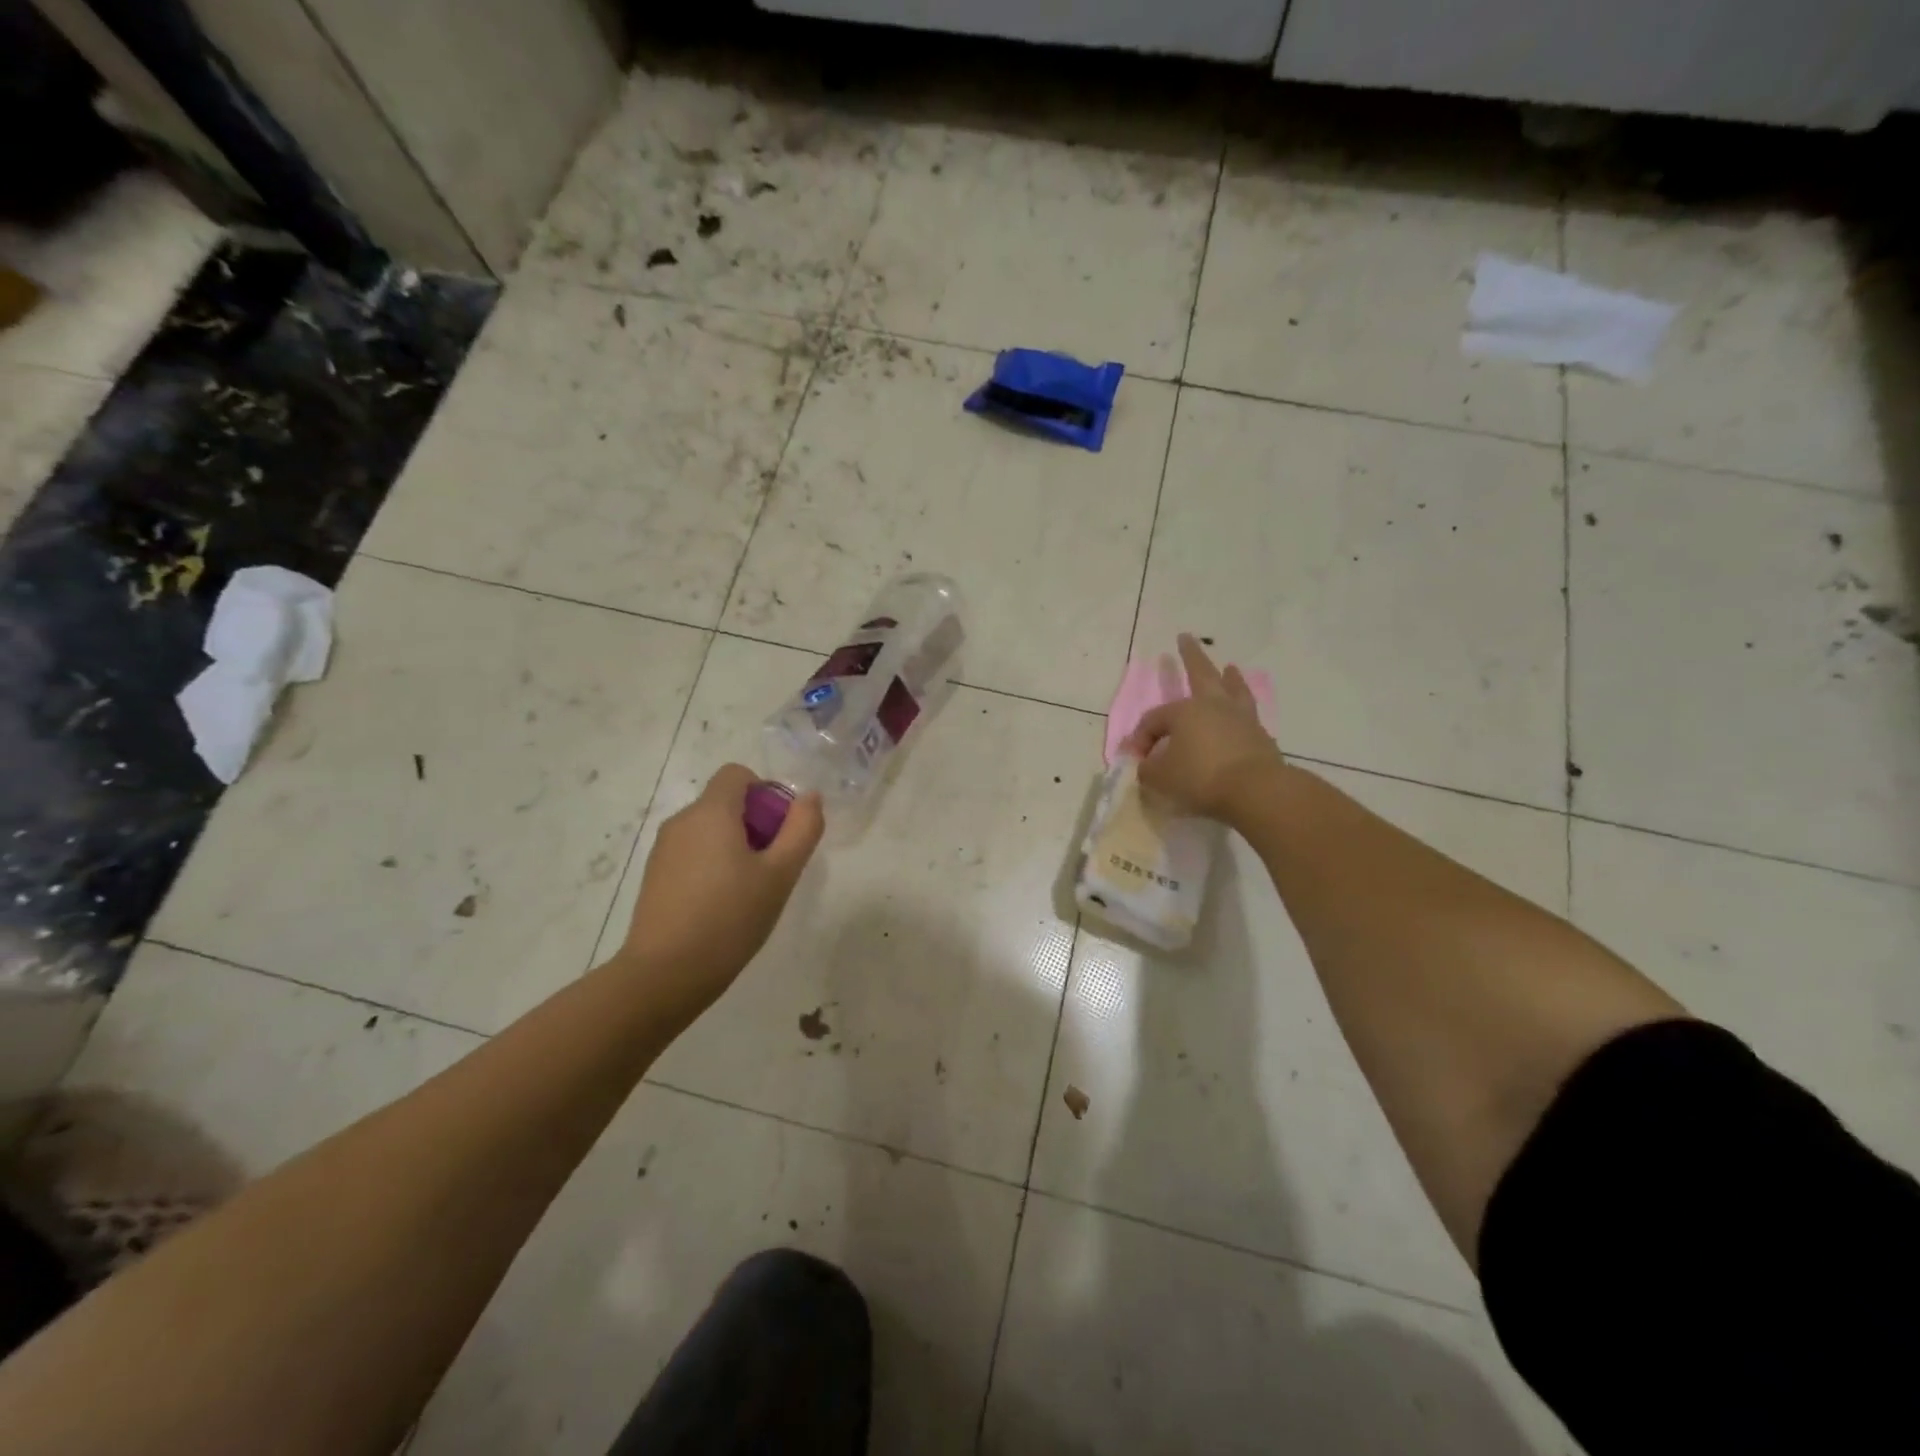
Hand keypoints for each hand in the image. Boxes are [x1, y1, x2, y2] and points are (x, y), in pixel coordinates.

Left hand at [615, 763, 823, 1023]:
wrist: (665, 974)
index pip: (737, 774)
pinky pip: (692, 854)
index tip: (780, 830)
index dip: (765, 792)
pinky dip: (712, 866)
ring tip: (750, 892)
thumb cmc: (730, 918)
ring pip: (709, 830)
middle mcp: (682, 821)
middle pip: (725, 802)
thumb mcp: (780, 875)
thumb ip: (802, 829)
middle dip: (755, 823)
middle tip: (773, 867)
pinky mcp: (655, 877)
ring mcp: (663, 850)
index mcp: (711, 812)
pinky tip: (722, 907)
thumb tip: (810, 797)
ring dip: (734, 846)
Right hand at [1122, 635, 1285, 827]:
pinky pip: (1247, 714)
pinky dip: (1242, 707)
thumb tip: (1147, 764)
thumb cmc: (1200, 777)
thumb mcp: (1161, 777)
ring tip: (1231, 667)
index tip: (1139, 759)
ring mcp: (1240, 718)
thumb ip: (1148, 768)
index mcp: (1184, 712)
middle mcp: (1213, 706)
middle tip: (1186, 637)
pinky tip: (1242, 711)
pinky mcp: (1260, 736)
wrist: (1255, 790)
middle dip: (1190, 656)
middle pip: (1200, 674)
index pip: (1154, 720)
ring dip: (1230, 677)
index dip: (1142, 738)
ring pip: (1233, 689)